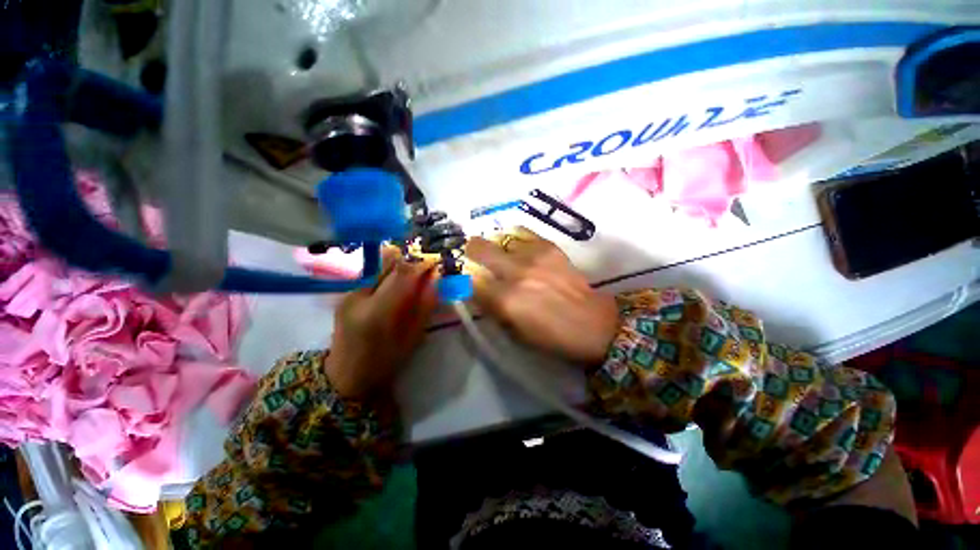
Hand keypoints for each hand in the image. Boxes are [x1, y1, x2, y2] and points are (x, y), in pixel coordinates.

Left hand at [325, 248, 437, 399]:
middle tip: (425, 271)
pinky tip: (393, 289)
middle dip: (411, 262)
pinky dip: (388, 276)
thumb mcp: (414, 336)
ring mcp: (349, 293)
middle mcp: (359, 296)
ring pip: (380, 266)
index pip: (402, 274)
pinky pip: (373, 275)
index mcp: (378, 311)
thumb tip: (436, 277)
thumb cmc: (386, 360)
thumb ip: (425, 304)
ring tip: (410, 280)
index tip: (435, 265)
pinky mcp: (345, 293)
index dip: (421, 264)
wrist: (347, 374)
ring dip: (399, 268)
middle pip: (389, 264)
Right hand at [465, 227, 619, 364]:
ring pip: (500, 238)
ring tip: (501, 254)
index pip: (469, 280)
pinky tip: (519, 248)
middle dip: (472, 251)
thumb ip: (492, 309)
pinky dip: (515, 240)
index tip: (464, 279)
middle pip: (479, 248)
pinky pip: (523, 234)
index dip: (463, 279)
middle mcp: (515, 273)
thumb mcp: (514, 333)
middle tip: (474, 255)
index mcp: (506, 301)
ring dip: (496, 246)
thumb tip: (477, 290)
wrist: (593, 324)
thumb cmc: (552, 337)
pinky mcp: (550, 247)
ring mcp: (534, 256)